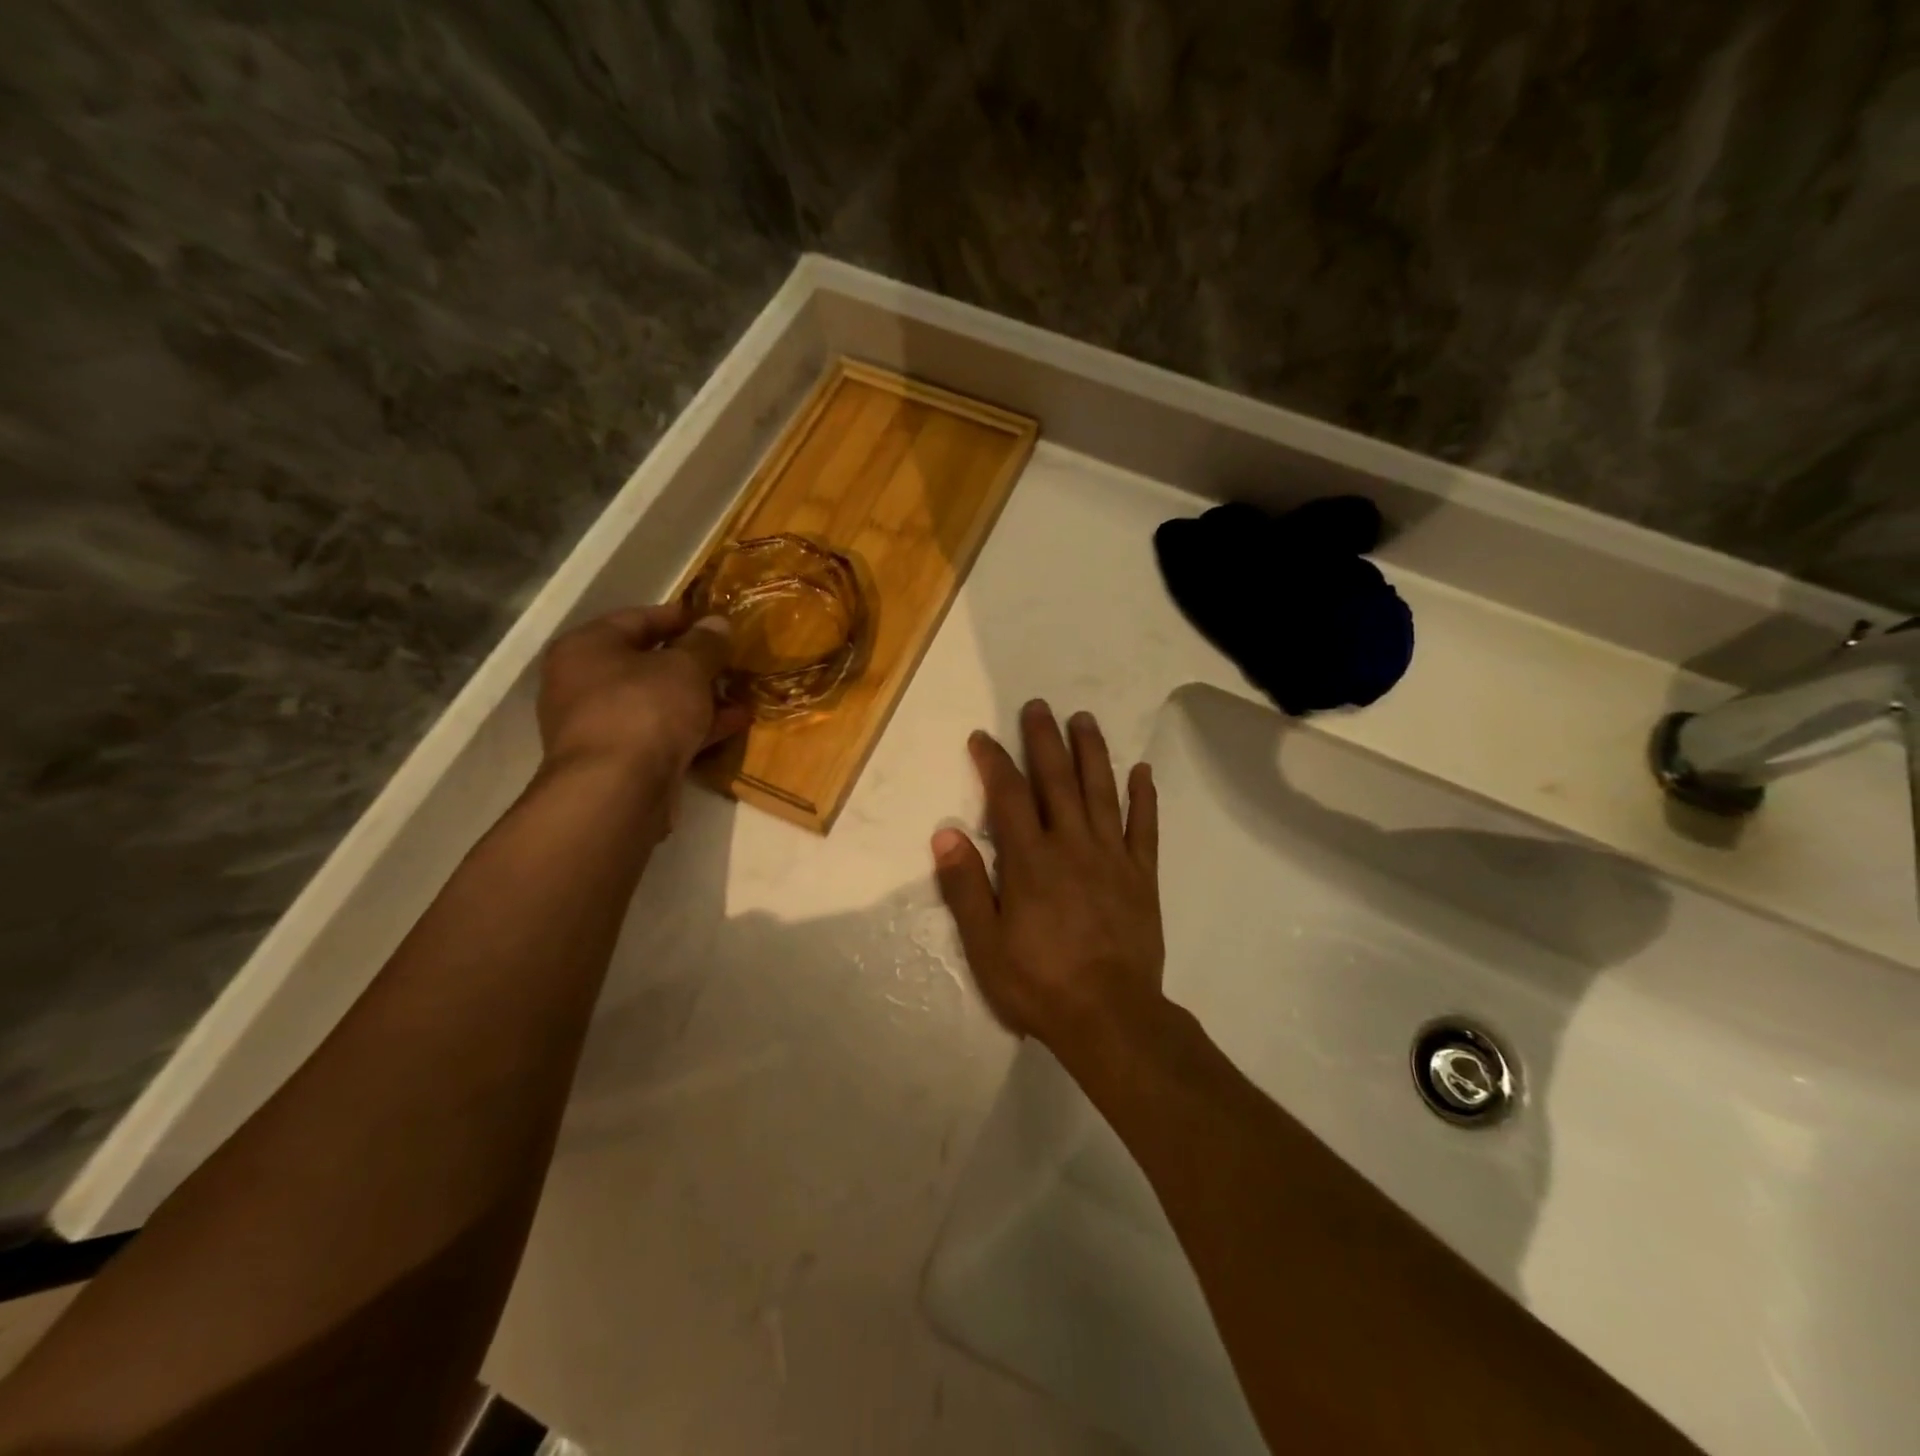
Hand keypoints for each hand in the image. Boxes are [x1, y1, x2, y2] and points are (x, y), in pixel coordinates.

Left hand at [537, 604, 749, 786]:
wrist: (616, 790)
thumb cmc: (644, 710)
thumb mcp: (685, 667)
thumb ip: (705, 643)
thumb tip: (717, 623)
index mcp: (587, 648)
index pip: (637, 619)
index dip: (679, 618)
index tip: (715, 621)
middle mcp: (583, 683)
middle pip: (647, 663)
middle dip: (693, 663)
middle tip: (731, 660)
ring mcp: (601, 726)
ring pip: (658, 702)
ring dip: (699, 698)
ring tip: (741, 693)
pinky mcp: (620, 761)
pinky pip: (662, 733)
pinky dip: (695, 727)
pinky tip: (733, 724)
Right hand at [931, 700, 1164, 1054]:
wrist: (1111, 1018)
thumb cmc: (1040, 984)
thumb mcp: (986, 944)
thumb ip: (966, 886)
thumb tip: (946, 832)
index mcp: (1031, 861)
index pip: (1008, 796)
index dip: (994, 762)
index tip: (983, 736)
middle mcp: (1073, 845)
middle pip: (1057, 780)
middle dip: (1045, 740)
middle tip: (1039, 705)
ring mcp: (1112, 857)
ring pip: (1101, 792)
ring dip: (1092, 752)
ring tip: (1085, 719)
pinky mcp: (1142, 876)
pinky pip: (1144, 828)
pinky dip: (1143, 797)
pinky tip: (1141, 770)